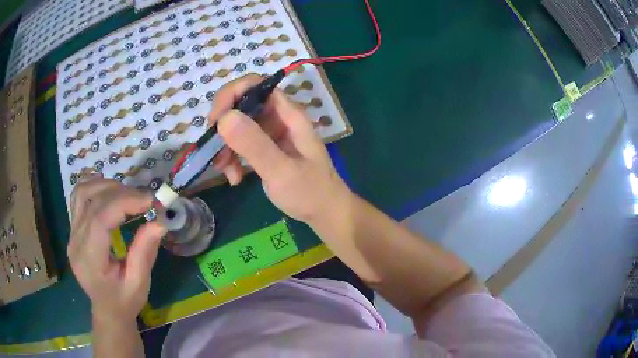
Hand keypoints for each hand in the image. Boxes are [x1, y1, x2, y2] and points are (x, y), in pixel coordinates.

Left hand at [67, 175, 166, 322]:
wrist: (107, 310)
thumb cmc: (124, 301)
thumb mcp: (139, 283)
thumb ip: (145, 251)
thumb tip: (160, 220)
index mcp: (89, 260)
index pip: (100, 219)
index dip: (125, 202)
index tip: (150, 201)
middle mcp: (76, 241)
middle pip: (92, 201)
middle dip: (121, 193)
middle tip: (144, 200)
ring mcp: (71, 233)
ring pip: (82, 192)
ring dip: (106, 185)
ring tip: (127, 195)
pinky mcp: (73, 228)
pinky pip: (78, 197)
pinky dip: (93, 186)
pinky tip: (108, 190)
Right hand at [209, 74, 351, 224]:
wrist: (324, 212)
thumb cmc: (310, 192)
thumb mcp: (282, 171)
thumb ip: (255, 145)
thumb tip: (225, 118)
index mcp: (287, 114)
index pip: (255, 85)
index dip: (231, 94)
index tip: (216, 121)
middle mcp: (277, 118)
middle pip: (240, 104)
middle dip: (223, 125)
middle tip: (215, 151)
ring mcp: (270, 133)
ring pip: (236, 126)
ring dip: (225, 146)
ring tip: (227, 171)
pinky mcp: (264, 149)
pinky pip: (240, 144)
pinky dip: (231, 158)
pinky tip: (235, 177)